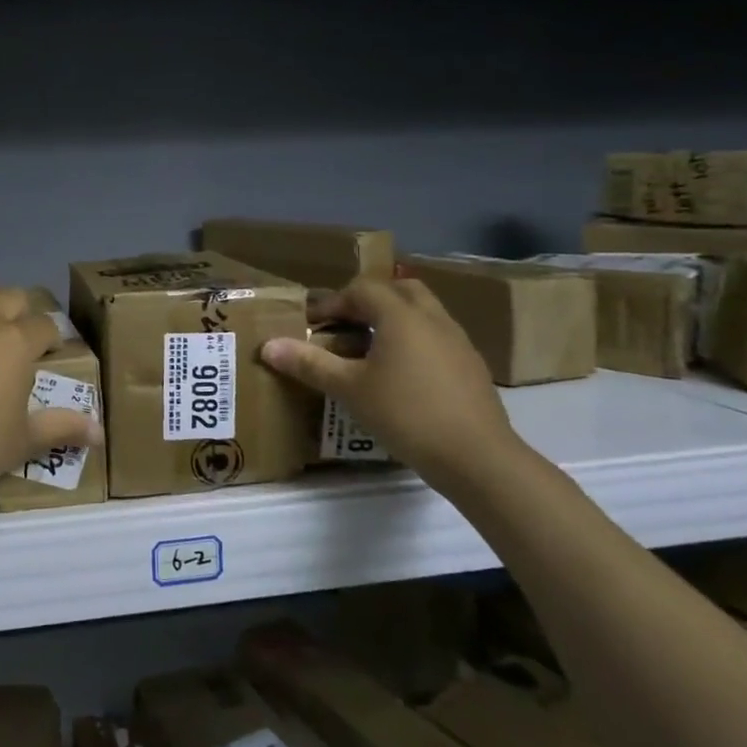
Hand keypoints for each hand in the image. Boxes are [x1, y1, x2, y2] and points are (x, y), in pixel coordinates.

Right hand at [260, 275, 520, 482]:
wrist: (478, 457)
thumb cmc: (406, 414)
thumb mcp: (349, 389)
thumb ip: (310, 364)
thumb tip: (268, 346)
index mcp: (400, 315)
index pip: (362, 289)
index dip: (332, 302)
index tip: (311, 325)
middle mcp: (432, 318)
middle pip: (398, 290)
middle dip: (368, 302)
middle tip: (345, 326)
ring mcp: (458, 341)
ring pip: (422, 313)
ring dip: (393, 321)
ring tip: (370, 351)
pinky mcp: (472, 366)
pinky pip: (437, 338)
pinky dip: (414, 343)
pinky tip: (402, 377)